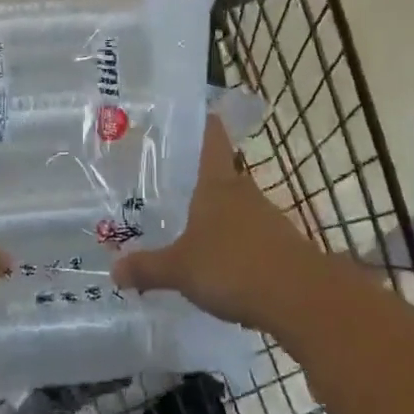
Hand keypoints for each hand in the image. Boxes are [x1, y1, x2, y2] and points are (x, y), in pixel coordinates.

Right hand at [111, 118, 332, 332]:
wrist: (300, 298)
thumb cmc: (232, 267)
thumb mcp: (179, 270)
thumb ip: (148, 268)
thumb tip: (114, 270)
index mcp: (217, 184)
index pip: (212, 139)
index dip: (202, 123)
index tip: (190, 114)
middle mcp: (243, 192)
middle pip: (221, 176)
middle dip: (198, 182)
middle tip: (169, 188)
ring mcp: (267, 218)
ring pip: (236, 209)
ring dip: (217, 218)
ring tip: (189, 231)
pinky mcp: (282, 246)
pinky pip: (251, 239)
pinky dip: (235, 247)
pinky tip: (220, 267)